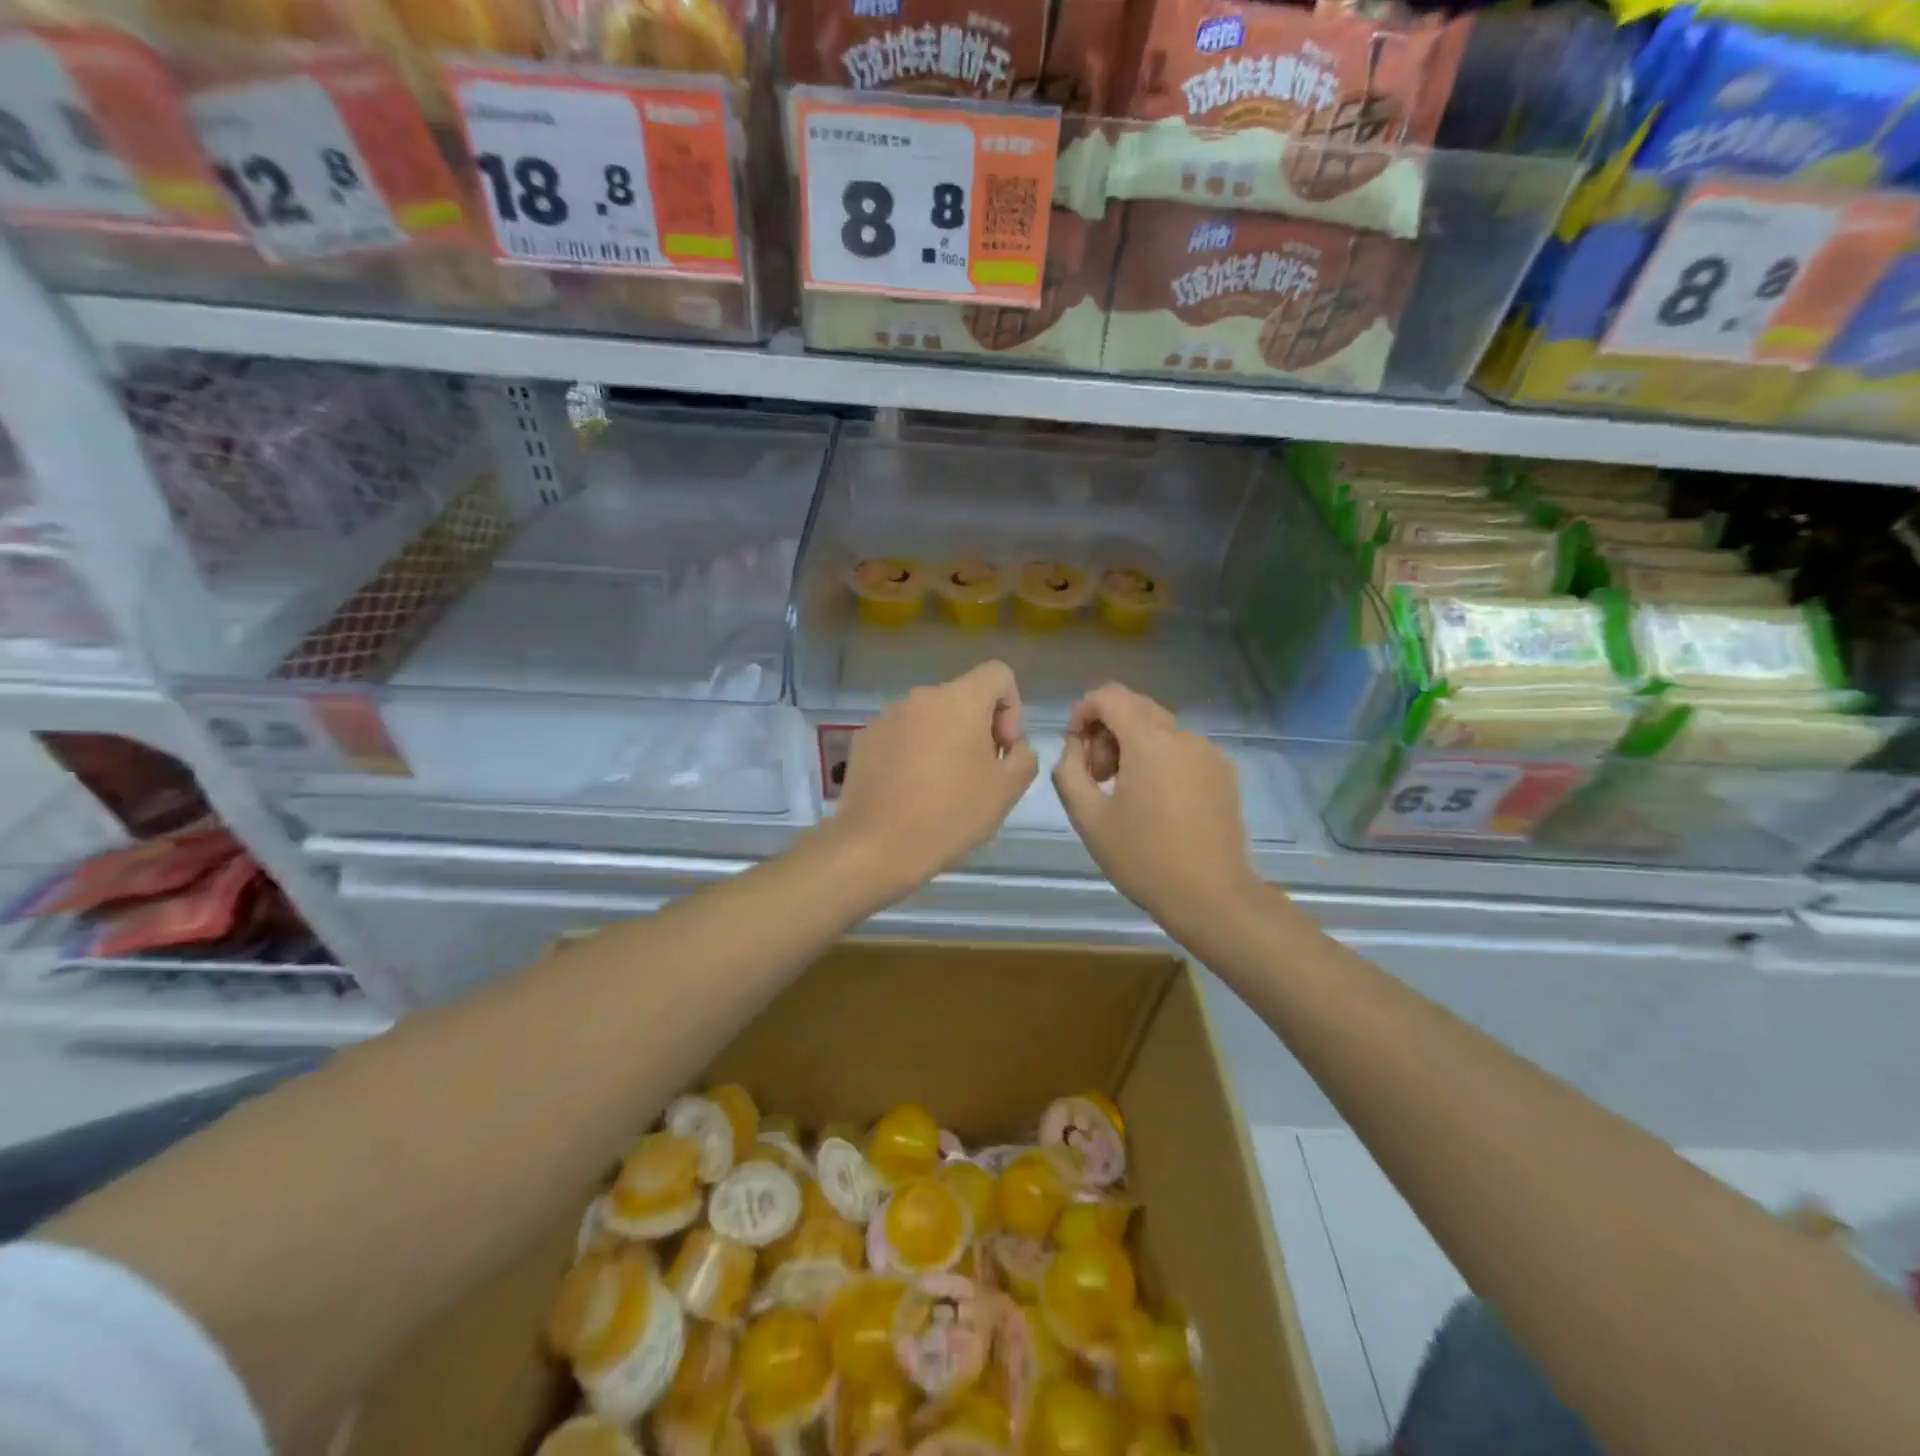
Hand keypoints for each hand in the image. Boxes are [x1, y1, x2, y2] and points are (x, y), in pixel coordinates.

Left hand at [830, 661, 1038, 894]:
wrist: (876, 846)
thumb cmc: (950, 814)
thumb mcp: (1008, 790)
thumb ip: (1024, 756)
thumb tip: (1011, 746)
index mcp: (960, 699)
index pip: (998, 674)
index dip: (1011, 708)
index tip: (1002, 749)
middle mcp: (921, 696)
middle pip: (963, 698)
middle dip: (978, 729)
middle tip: (977, 775)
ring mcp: (887, 716)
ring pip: (930, 718)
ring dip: (944, 741)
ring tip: (941, 788)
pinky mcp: (864, 738)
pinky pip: (902, 735)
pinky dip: (913, 753)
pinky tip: (910, 791)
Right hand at [1052, 683, 1262, 932]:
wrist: (1211, 896)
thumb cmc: (1143, 858)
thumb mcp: (1088, 817)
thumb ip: (1069, 771)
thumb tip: (1074, 747)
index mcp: (1149, 740)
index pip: (1109, 696)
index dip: (1083, 712)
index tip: (1074, 746)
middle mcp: (1183, 735)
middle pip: (1135, 708)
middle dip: (1106, 731)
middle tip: (1097, 776)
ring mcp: (1209, 752)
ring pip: (1159, 729)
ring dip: (1132, 746)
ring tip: (1124, 792)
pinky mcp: (1224, 772)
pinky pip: (1182, 749)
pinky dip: (1159, 759)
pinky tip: (1155, 801)